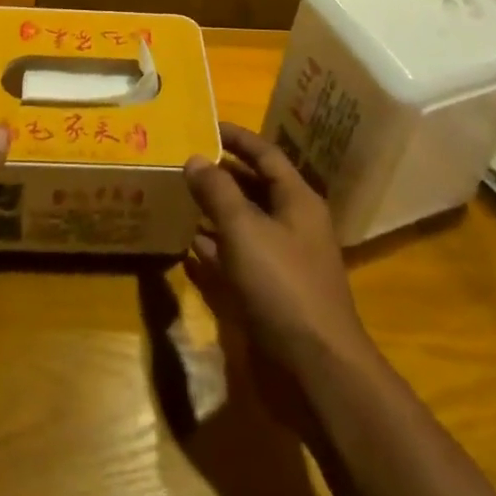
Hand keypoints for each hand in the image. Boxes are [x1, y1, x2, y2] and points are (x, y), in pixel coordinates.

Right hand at [184, 124, 373, 380]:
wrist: (316, 371)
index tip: (206, 125)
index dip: (237, 138)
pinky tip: (187, 250)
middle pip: (255, 189)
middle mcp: (293, 225)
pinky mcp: (271, 295)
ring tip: (179, 199)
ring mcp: (284, 262)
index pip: (266, 155)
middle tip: (183, 162)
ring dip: (215, 213)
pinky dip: (215, 252)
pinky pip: (239, 261)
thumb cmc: (283, 286)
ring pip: (245, 225)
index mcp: (297, 201)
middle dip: (221, 175)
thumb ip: (218, 191)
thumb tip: (195, 158)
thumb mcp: (244, 230)